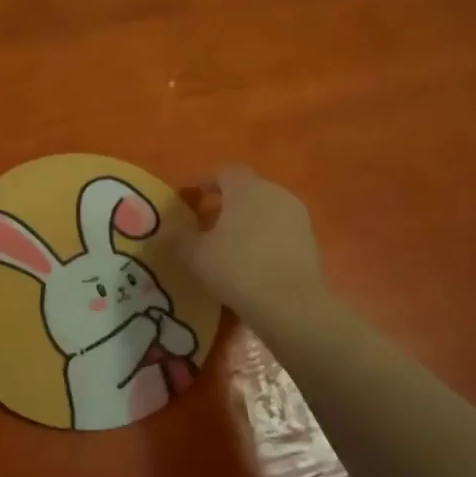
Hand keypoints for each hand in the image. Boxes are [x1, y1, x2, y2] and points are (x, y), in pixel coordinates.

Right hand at [179, 166, 327, 330]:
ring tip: (227, 247)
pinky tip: (251, 263)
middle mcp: (275, 193)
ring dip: (246, 223)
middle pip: (247, 191)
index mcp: (247, 188)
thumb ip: (178, 239)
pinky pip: (279, 232)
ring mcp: (297, 217)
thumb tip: (165, 231)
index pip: (224, 172)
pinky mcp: (310, 242)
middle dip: (225, 204)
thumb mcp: (195, 255)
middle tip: (205, 225)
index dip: (205, 182)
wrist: (291, 304)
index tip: (190, 198)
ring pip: (265, 211)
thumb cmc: (237, 268)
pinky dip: (263, 240)